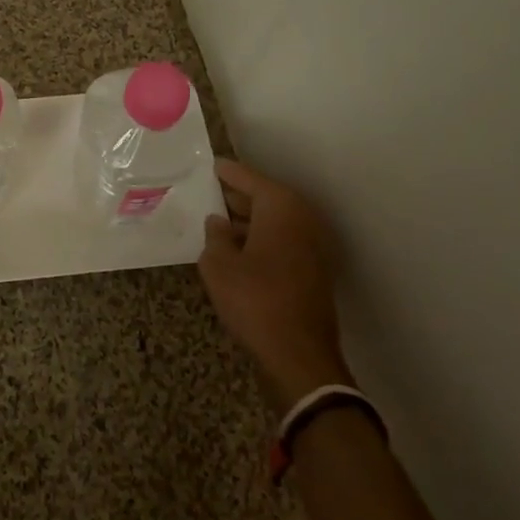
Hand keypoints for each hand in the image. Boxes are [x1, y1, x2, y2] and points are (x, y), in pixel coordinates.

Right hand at [199, 158, 351, 407]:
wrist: (299, 355)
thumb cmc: (255, 300)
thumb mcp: (218, 264)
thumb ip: (215, 236)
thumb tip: (218, 222)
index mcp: (280, 207)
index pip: (248, 177)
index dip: (226, 172)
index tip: (209, 164)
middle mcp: (302, 219)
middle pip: (264, 197)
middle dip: (236, 196)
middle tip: (207, 191)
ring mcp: (312, 245)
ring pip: (273, 221)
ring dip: (247, 220)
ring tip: (214, 221)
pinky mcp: (313, 270)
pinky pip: (281, 240)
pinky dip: (259, 238)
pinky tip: (235, 249)